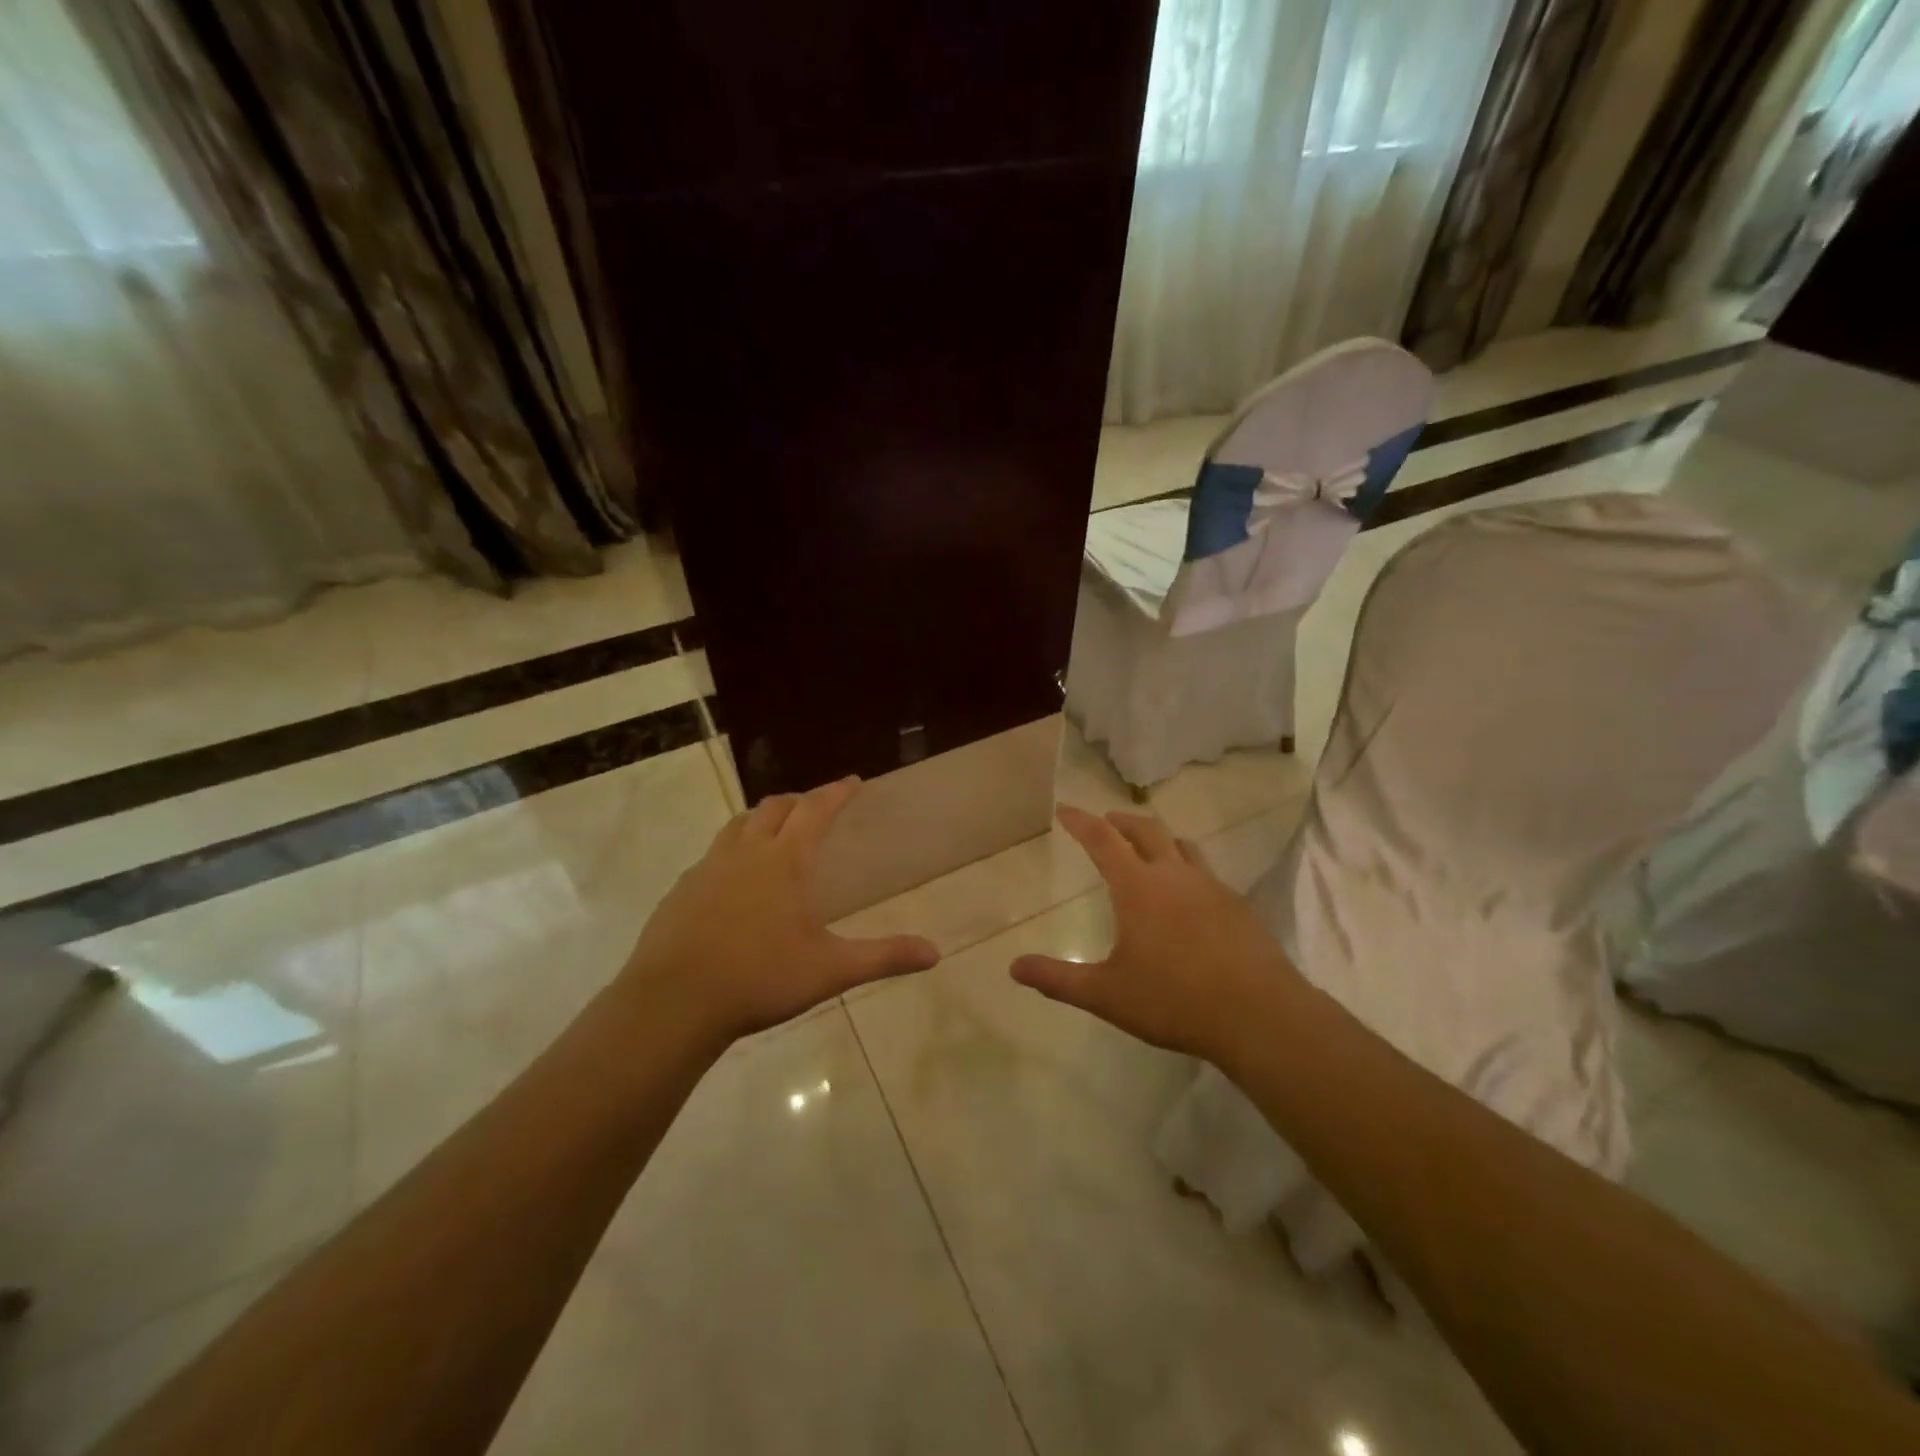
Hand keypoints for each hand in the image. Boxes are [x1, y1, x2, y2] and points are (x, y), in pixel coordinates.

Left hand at [620, 777, 940, 1045]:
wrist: (673, 1002)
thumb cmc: (760, 978)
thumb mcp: (831, 970)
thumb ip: (884, 957)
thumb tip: (935, 953)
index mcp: (785, 861)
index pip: (816, 810)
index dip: (836, 792)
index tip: (853, 781)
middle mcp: (746, 852)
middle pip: (774, 808)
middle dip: (799, 801)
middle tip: (816, 808)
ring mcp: (708, 868)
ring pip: (738, 825)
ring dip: (762, 819)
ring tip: (775, 832)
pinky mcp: (681, 889)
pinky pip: (713, 854)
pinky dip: (733, 850)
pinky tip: (734, 879)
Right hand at [1010, 806, 1302, 1061]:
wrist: (1259, 1015)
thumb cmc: (1174, 1000)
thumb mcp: (1106, 995)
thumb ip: (1058, 979)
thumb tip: (1014, 968)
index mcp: (1139, 888)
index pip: (1103, 841)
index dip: (1081, 822)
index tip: (1066, 808)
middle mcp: (1175, 876)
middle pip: (1147, 830)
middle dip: (1121, 821)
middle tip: (1106, 821)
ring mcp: (1212, 888)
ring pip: (1183, 846)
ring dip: (1160, 839)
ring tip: (1149, 848)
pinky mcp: (1239, 906)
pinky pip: (1207, 873)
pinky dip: (1188, 868)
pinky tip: (1189, 895)